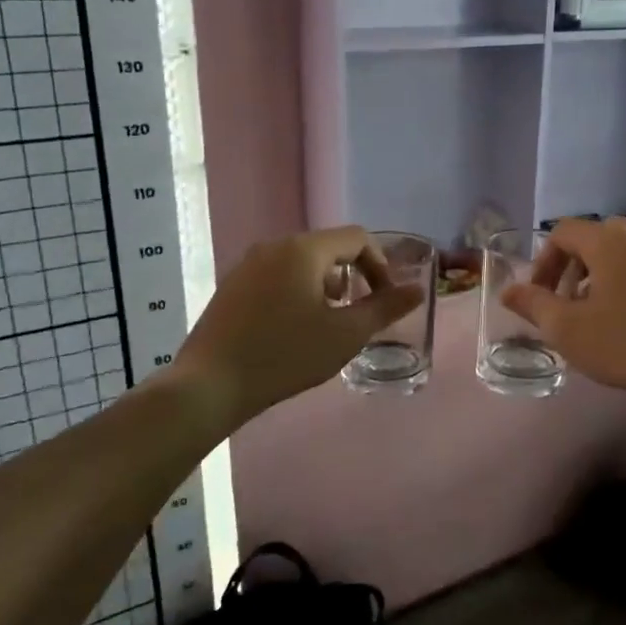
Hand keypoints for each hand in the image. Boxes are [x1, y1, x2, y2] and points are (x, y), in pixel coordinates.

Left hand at [171, 226, 423, 429]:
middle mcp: (275, 246)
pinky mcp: (232, 285)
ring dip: (326, 285)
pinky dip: (298, 291)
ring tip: (328, 322)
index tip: (385, 300)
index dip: (380, 265)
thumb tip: (416, 290)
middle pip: (329, 247)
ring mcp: (248, 264)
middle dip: (353, 276)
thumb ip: (385, 309)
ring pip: (302, 262)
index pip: (357, 238)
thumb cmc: (284, 356)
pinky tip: (293, 328)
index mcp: (304, 250)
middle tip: (358, 314)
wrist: (209, 385)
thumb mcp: (345, 335)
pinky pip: (278, 275)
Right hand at [501, 217, 625, 411]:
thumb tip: (508, 291)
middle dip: (569, 269)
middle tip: (563, 305)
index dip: (542, 262)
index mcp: (607, 239)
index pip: (562, 232)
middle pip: (592, 239)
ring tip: (594, 316)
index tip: (539, 297)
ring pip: (619, 254)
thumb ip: (534, 305)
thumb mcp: (569, 329)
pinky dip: (625, 284)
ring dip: (597, 277)